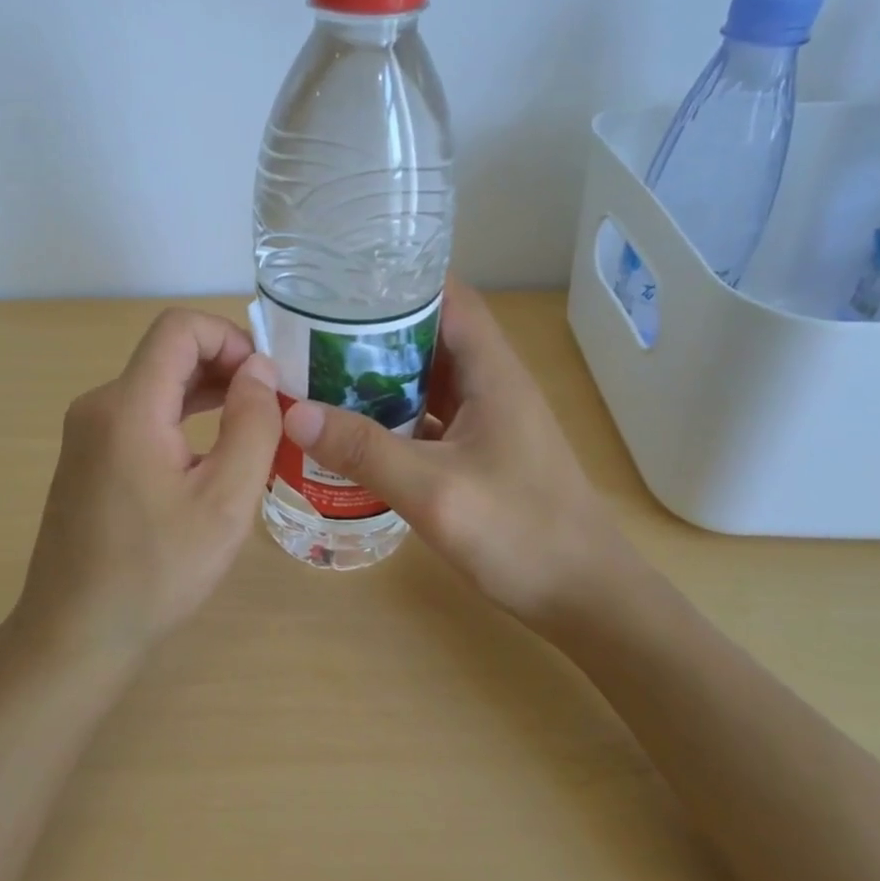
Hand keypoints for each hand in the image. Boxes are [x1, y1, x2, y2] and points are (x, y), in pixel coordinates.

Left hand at [12, 309, 280, 656]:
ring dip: (206, 393)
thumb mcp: (225, 501)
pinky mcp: (87, 457)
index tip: (266, 380)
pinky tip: (212, 453)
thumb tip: (259, 370)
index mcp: (128, 407)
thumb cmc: (157, 572)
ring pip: (155, 384)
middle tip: (272, 407)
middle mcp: (99, 405)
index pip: (179, 328)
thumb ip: (252, 425)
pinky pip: (140, 415)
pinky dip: (181, 417)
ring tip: (253, 427)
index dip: (230, 337)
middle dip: (225, 366)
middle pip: (167, 353)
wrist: (75, 633)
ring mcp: (87, 432)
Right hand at [280, 281, 634, 627]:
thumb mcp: (434, 491)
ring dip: (382, 376)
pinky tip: (355, 431)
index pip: (450, 298)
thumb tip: (294, 414)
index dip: (401, 282)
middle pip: (432, 335)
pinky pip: (431, 419)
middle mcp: (493, 386)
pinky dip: (394, 417)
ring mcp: (489, 422)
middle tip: (312, 334)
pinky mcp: (481, 455)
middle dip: (376, 330)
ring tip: (321, 374)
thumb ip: (365, 452)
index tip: (342, 283)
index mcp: (493, 373)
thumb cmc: (521, 535)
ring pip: (429, 380)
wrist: (586, 599)